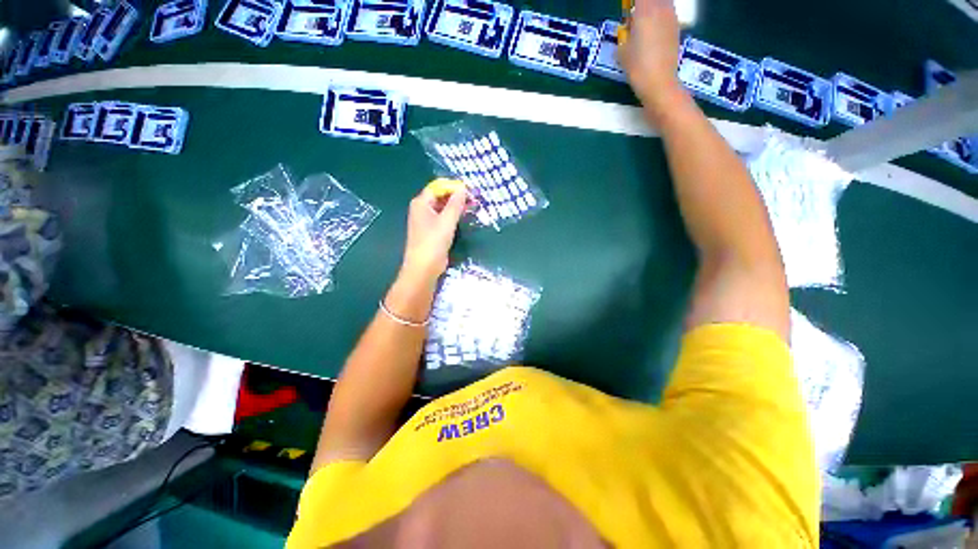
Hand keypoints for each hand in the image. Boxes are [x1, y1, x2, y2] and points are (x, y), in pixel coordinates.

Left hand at [400, 185, 466, 282]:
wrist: (424, 268)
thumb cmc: (433, 242)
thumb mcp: (447, 221)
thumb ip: (456, 204)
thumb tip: (463, 188)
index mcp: (421, 203)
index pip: (438, 187)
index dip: (453, 186)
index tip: (470, 190)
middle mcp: (422, 209)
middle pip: (440, 197)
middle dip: (456, 197)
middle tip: (474, 199)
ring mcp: (426, 221)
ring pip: (443, 208)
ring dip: (456, 207)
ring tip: (472, 207)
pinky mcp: (432, 232)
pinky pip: (443, 219)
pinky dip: (453, 217)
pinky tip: (464, 218)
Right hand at [619, 0, 688, 122]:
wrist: (659, 82)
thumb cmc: (637, 67)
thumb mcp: (622, 51)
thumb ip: (625, 33)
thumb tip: (628, 27)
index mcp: (645, 9)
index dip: (632, 2)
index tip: (627, 8)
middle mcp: (661, 7)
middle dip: (642, 5)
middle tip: (633, 16)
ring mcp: (671, 17)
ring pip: (662, 3)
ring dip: (652, 8)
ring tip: (642, 22)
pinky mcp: (676, 27)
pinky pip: (667, 12)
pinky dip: (660, 15)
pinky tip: (652, 30)